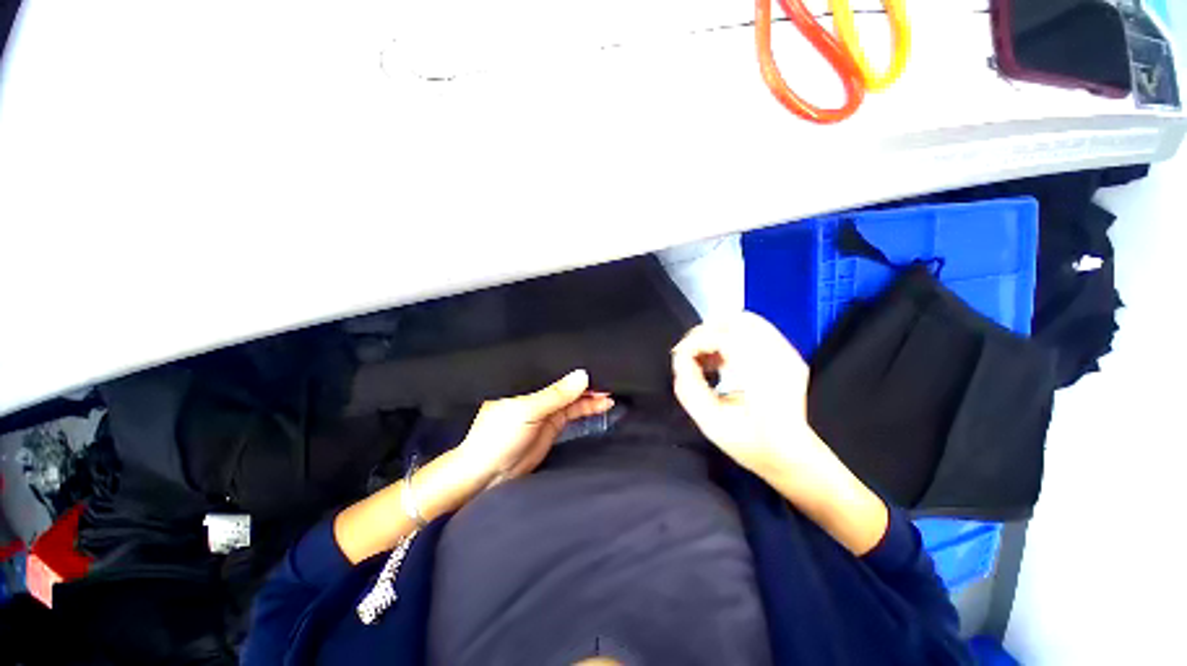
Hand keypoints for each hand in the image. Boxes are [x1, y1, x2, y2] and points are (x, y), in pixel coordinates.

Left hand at [456, 369, 613, 486]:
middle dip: (586, 380)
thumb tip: (582, 375)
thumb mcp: (527, 411)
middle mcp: (537, 392)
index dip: (573, 365)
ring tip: (611, 390)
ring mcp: (546, 408)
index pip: (553, 368)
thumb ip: (555, 395)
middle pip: (566, 382)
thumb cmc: (497, 436)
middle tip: (609, 376)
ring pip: (573, 396)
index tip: (595, 361)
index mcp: (525, 381)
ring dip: (591, 394)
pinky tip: (603, 404)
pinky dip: (589, 407)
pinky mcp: (554, 424)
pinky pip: (575, 411)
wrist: (489, 474)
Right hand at [671, 312, 822, 476]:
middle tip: (691, 355)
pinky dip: (731, 336)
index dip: (695, 342)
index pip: (723, 337)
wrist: (792, 455)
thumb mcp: (709, 422)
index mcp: (763, 376)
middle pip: (735, 321)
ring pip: (744, 320)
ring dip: (717, 333)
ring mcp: (788, 352)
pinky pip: (754, 329)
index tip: (680, 357)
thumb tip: (681, 359)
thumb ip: (688, 387)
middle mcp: (780, 357)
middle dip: (704, 333)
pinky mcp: (788, 353)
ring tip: (706, 357)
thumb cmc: (751, 444)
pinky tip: (723, 359)